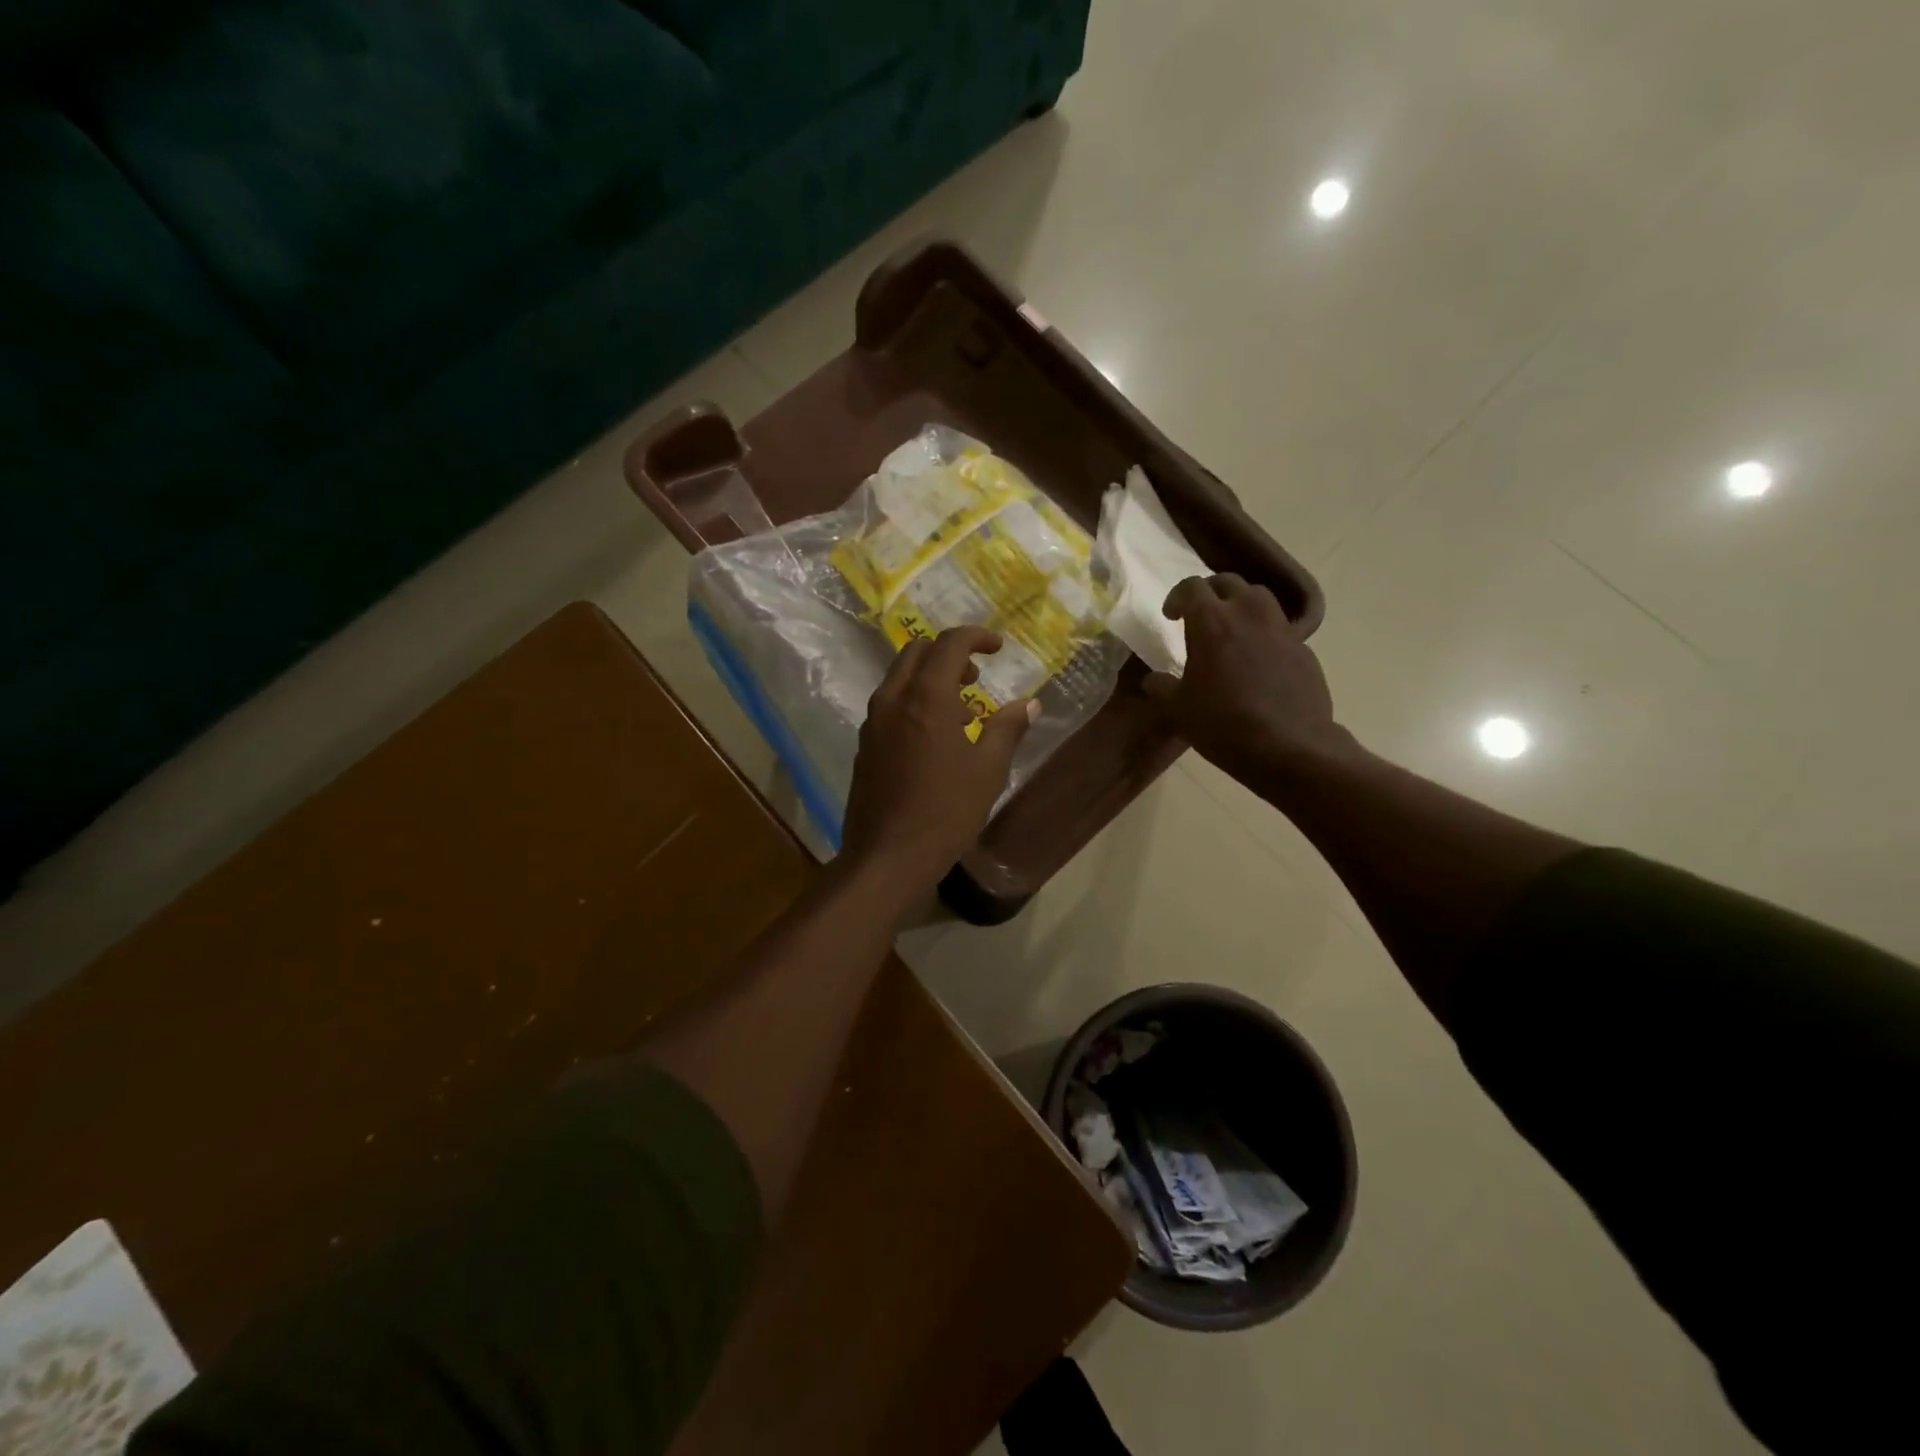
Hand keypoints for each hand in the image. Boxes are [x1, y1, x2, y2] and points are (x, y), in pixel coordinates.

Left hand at [841, 627, 1038, 884]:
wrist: (888, 856)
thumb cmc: (946, 812)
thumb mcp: (988, 770)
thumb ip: (1008, 729)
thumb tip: (1029, 704)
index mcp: (926, 697)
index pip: (949, 644)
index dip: (976, 637)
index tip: (998, 647)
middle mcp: (893, 699)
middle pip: (917, 651)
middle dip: (950, 653)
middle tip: (976, 676)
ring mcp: (873, 721)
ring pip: (900, 677)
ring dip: (931, 678)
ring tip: (962, 711)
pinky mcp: (864, 744)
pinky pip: (890, 703)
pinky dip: (914, 700)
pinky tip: (935, 736)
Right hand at [1143, 574, 1349, 783]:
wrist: (1289, 748)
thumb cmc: (1223, 724)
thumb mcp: (1178, 709)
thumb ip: (1162, 688)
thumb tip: (1153, 680)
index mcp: (1212, 622)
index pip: (1191, 587)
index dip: (1177, 597)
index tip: (1170, 616)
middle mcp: (1248, 614)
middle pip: (1228, 582)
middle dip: (1210, 592)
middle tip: (1200, 614)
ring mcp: (1281, 629)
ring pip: (1259, 597)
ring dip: (1241, 604)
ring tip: (1232, 628)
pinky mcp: (1303, 649)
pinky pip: (1279, 627)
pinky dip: (1263, 632)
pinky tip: (1257, 660)